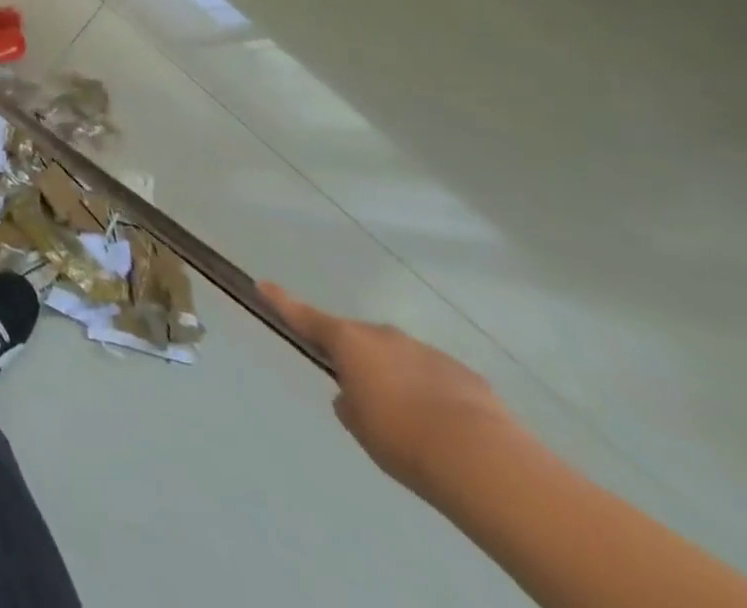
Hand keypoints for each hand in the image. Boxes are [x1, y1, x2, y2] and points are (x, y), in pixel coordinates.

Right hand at [263, 282, 516, 497]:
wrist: (485, 462)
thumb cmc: (401, 438)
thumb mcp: (358, 424)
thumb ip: (349, 401)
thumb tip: (358, 394)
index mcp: (348, 342)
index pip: (303, 316)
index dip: (281, 301)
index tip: (262, 284)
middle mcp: (382, 336)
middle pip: (359, 341)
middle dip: (359, 361)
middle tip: (367, 397)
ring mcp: (426, 351)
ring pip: (400, 360)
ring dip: (399, 380)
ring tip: (416, 425)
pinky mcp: (465, 375)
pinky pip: (437, 379)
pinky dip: (434, 397)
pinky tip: (449, 431)